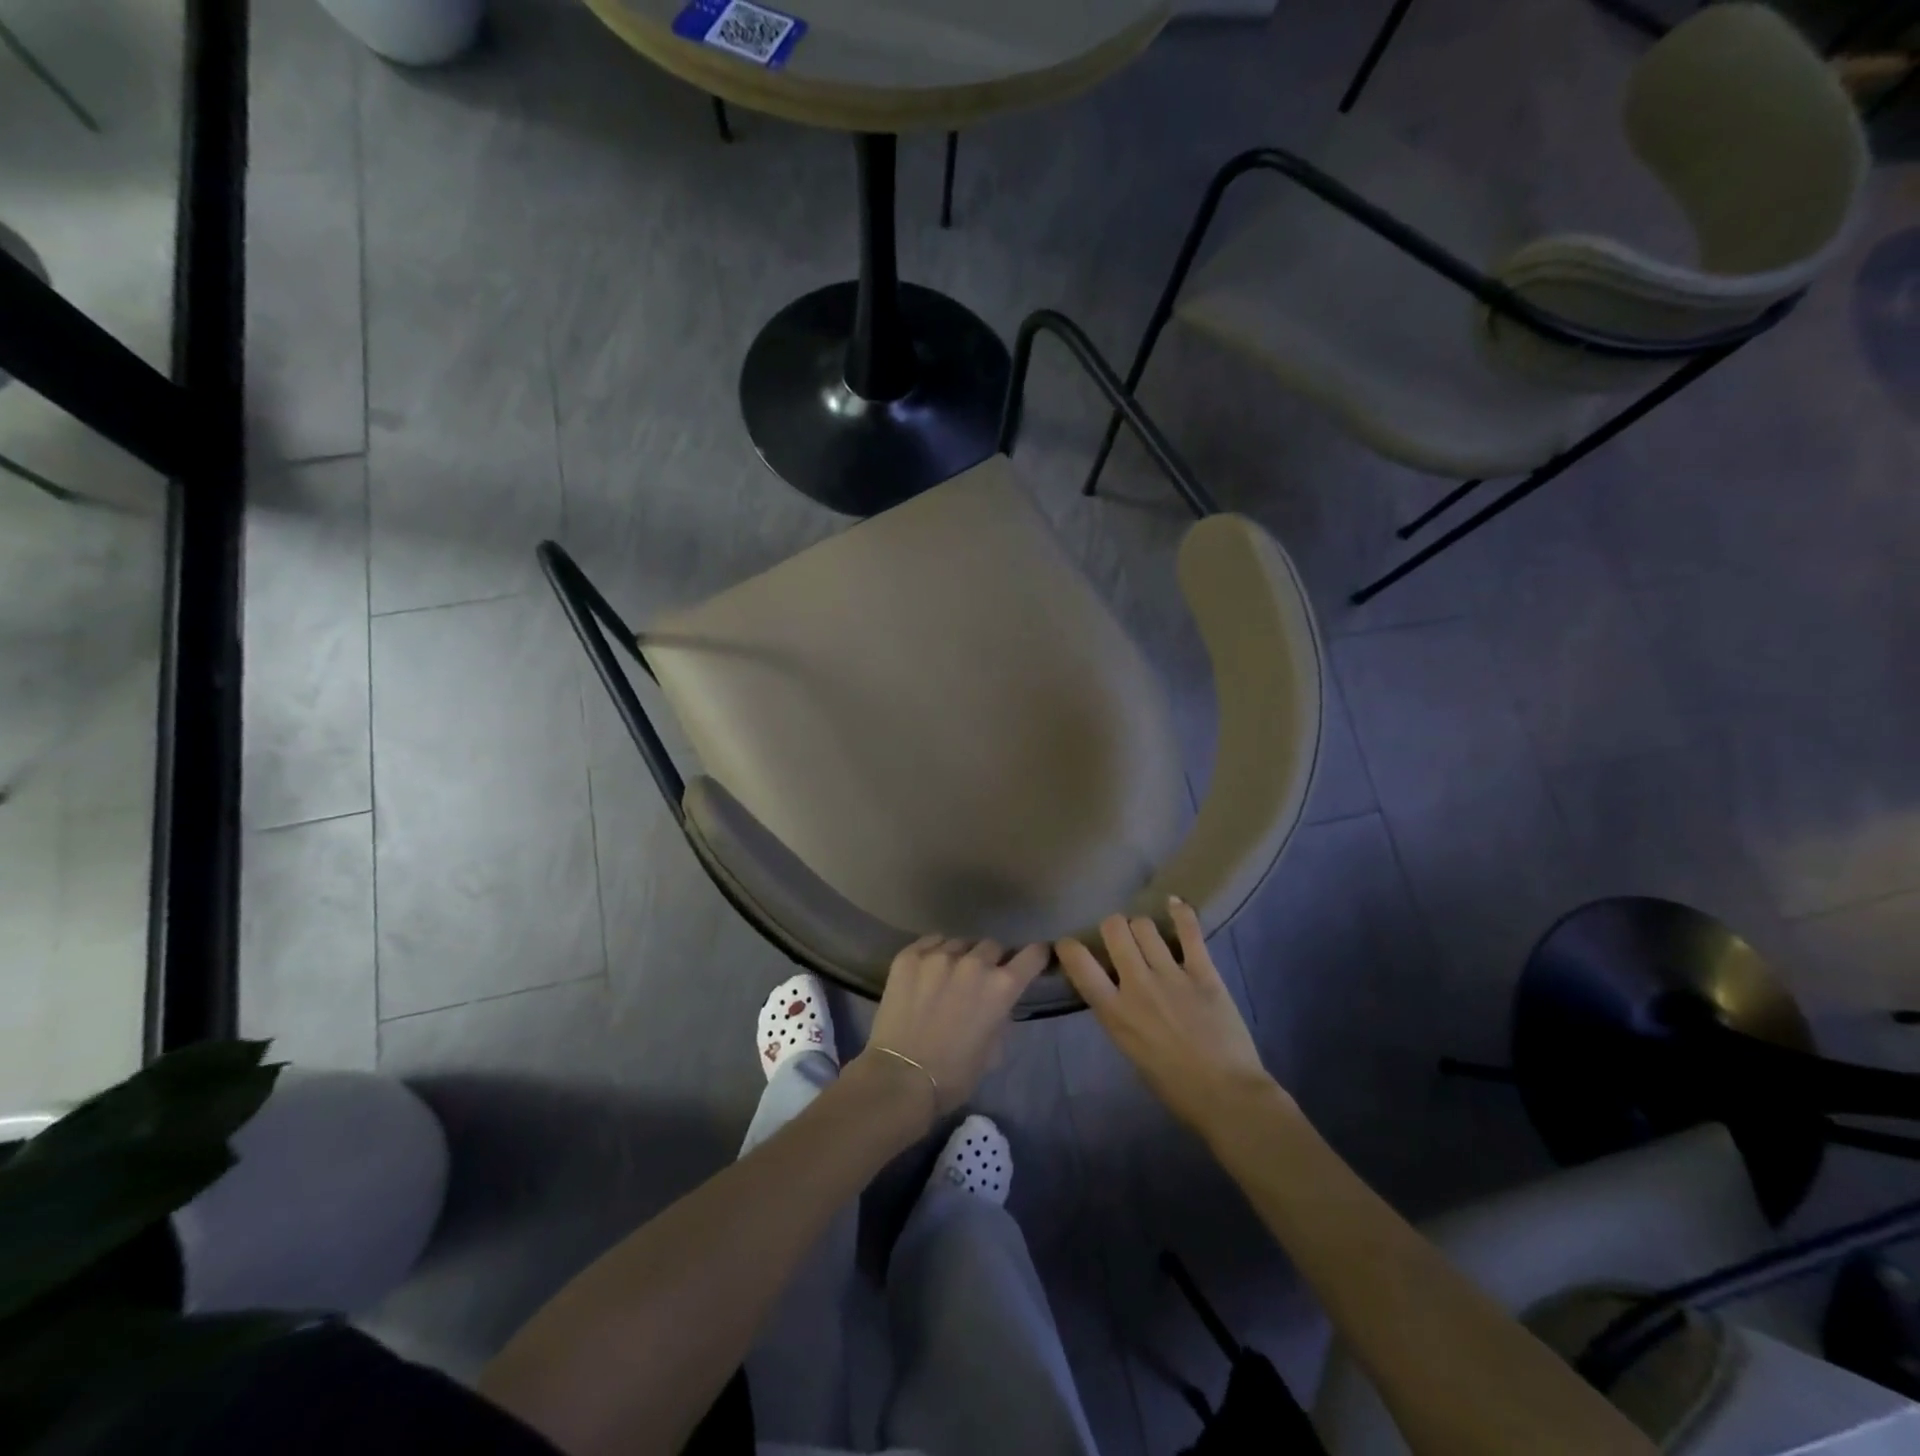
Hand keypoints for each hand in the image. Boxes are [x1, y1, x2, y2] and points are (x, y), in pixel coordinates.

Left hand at [862, 936, 1047, 1119]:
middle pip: (992, 946)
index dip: (1037, 955)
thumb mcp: (993, 1051)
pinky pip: (931, 942)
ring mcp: (939, 955)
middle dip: (992, 960)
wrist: (900, 1078)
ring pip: (960, 943)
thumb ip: (1001, 1018)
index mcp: (1001, 987)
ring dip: (962, 957)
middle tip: (980, 979)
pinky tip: (927, 970)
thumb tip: (998, 1005)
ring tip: (949, 975)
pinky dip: (934, 952)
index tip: (1035, 957)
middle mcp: (974, 963)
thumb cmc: (953, 1075)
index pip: (1032, 955)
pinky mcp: (909, 956)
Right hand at [1055, 899, 1283, 1136]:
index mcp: (1114, 1012)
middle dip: (1113, 927)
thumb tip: (1114, 988)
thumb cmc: (1173, 1086)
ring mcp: (1171, 975)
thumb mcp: (1129, 1049)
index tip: (1071, 945)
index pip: (1079, 963)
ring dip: (1143, 927)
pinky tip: (1175, 904)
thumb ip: (1118, 1013)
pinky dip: (1181, 913)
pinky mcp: (1203, 972)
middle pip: (1114, 928)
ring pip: (1145, 925)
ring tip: (1149, 936)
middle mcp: (1137, 985)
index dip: (1069, 947)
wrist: (1227, 1096)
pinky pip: (1189, 931)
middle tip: (1120, 938)